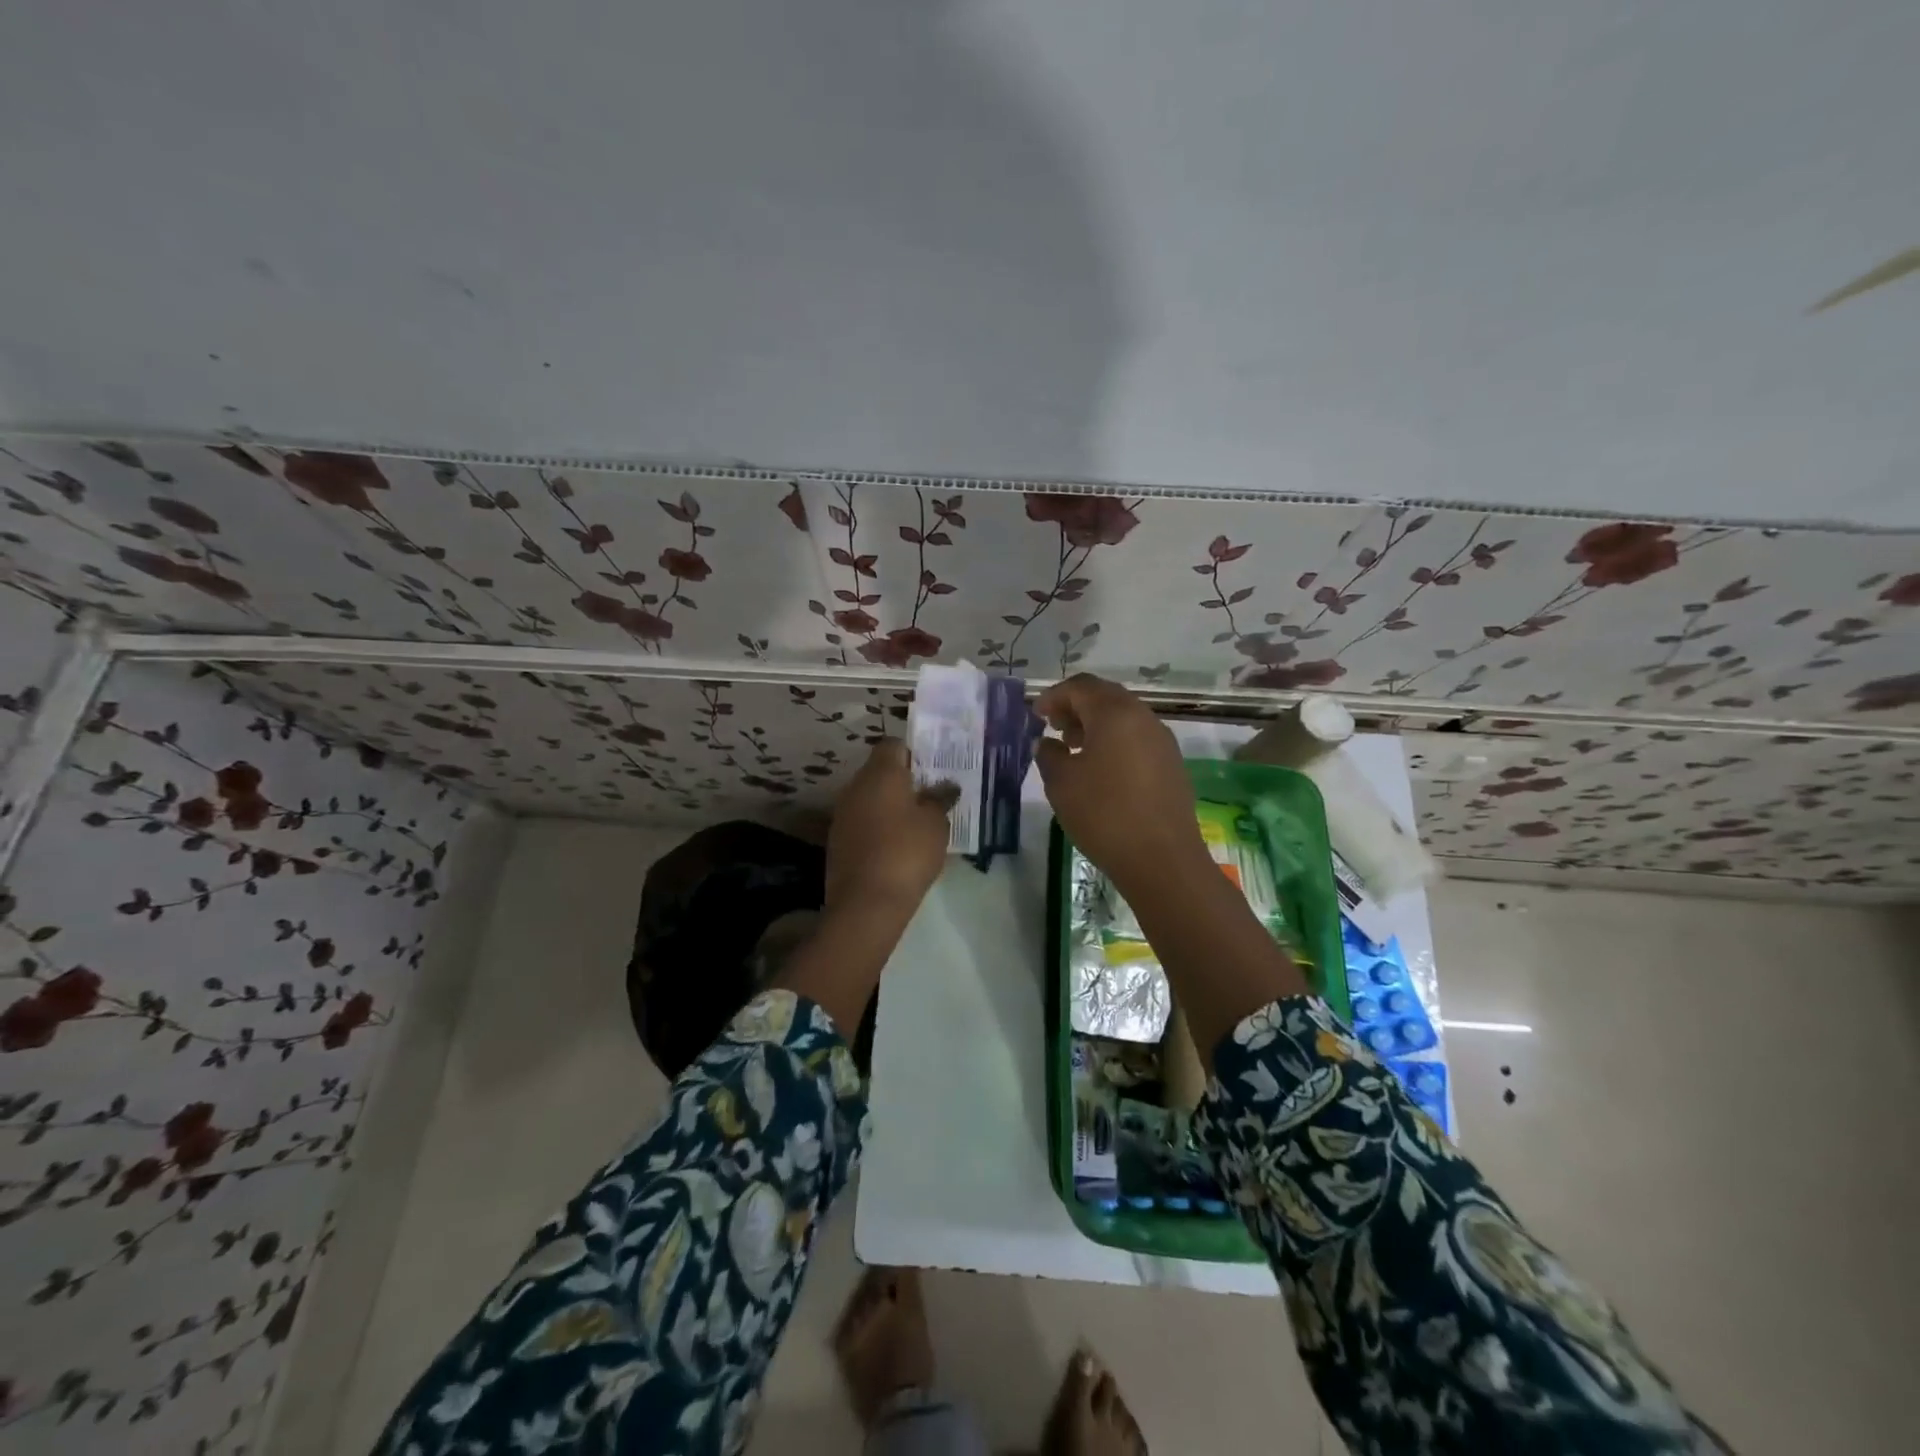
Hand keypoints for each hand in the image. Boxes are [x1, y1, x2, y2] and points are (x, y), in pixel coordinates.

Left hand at [825, 739, 956, 914]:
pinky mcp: (837, 839)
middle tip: (930, 797)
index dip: (914, 754)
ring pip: (870, 797)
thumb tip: (944, 787)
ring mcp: (842, 813)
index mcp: (881, 773)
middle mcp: (856, 786)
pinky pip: (862, 821)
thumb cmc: (907, 852)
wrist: (866, 902)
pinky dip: (878, 826)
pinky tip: (897, 846)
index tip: (933, 771)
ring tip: (917, 823)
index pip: (894, 745)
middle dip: (904, 781)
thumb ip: (940, 800)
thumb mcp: (936, 825)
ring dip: (890, 805)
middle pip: (880, 771)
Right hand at [1033, 674, 1206, 893]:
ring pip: (1124, 717)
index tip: (1036, 715)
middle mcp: (1143, 717)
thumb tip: (1049, 743)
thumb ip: (1049, 755)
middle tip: (1054, 727)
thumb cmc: (1104, 815)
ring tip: (1075, 749)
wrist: (1162, 860)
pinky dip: (1115, 742)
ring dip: (1096, 725)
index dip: (1054, 696)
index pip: (1080, 686)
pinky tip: (1101, 770)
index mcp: (1115, 713)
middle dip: (1076, 706)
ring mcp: (1162, 741)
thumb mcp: (1062, 783)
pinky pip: (1138, 739)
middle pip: (1105, 696)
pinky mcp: (1172, 764)